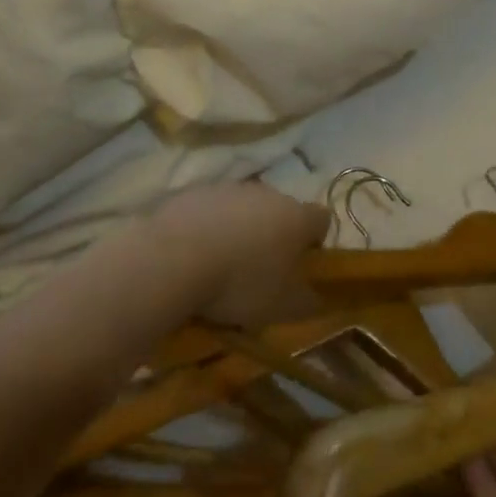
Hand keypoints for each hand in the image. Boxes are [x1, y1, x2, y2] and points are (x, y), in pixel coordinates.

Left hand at [151, 183, 329, 328]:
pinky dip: (209, 228)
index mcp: (297, 217)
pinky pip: (211, 210)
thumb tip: (316, 297)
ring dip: (240, 230)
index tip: (300, 266)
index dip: (315, 242)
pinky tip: (193, 255)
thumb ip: (307, 301)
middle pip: (281, 211)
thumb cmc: (240, 283)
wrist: (174, 258)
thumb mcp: (282, 307)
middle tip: (258, 271)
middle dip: (274, 236)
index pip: (322, 219)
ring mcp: (231, 189)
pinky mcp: (196, 192)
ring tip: (221, 265)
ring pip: (245, 209)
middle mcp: (270, 193)